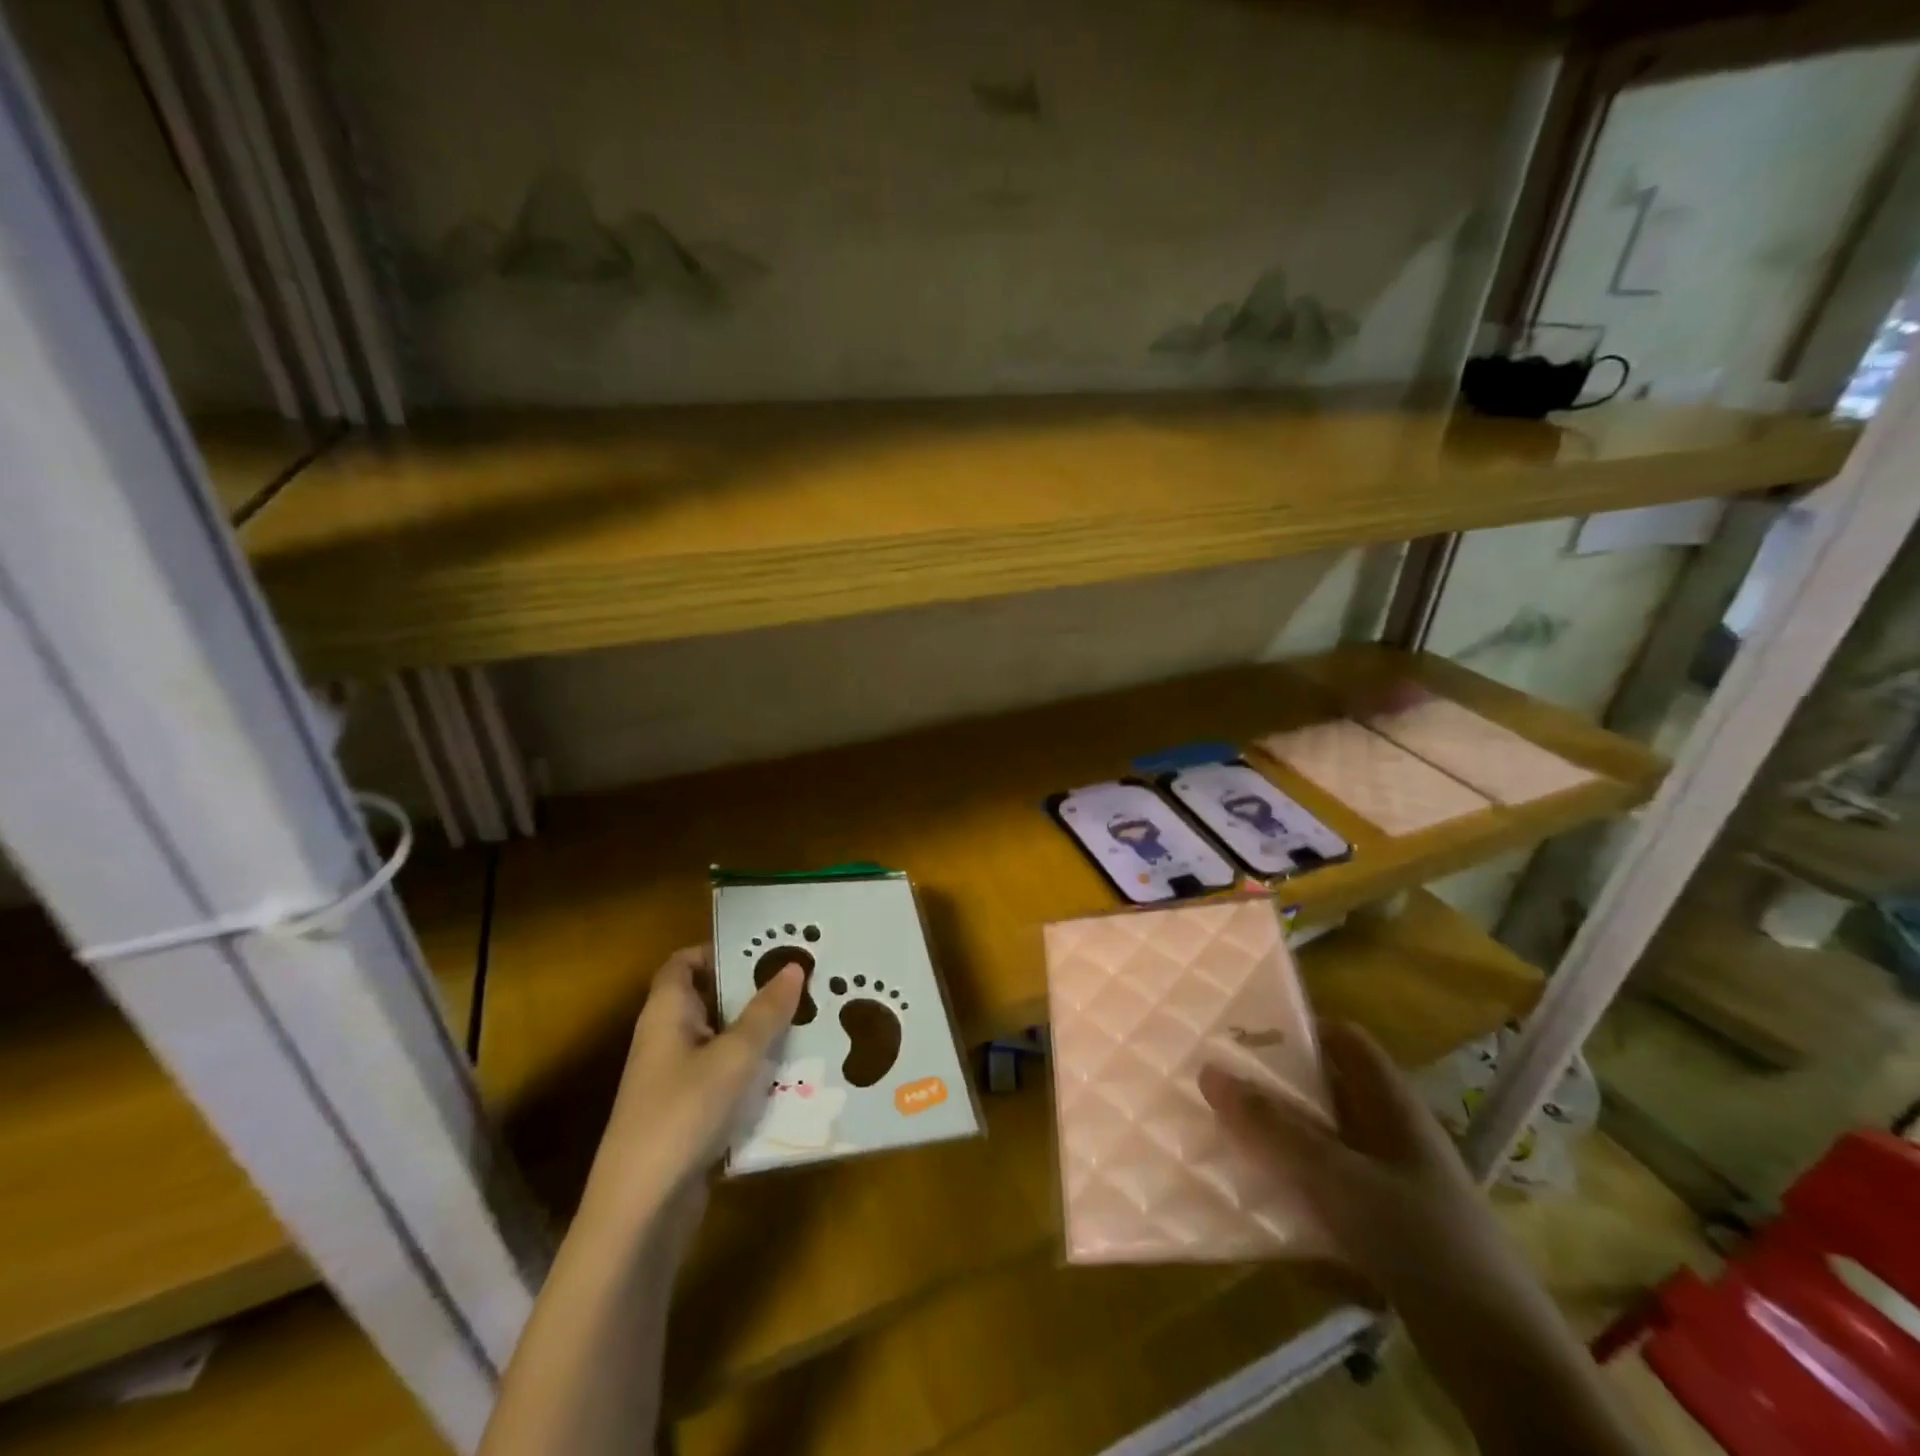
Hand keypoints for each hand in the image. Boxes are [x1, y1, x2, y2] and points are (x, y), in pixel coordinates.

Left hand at [581, 946, 803, 1232]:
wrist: (639, 1211)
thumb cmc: (682, 1114)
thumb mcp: (734, 1056)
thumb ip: (765, 1011)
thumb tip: (793, 966)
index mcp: (666, 1013)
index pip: (684, 963)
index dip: (719, 950)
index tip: (766, 949)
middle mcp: (667, 1039)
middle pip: (710, 1000)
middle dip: (754, 991)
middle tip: (802, 981)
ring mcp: (676, 1081)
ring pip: (723, 1042)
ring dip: (760, 1033)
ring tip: (810, 1020)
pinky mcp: (689, 1115)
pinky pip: (726, 1079)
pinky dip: (754, 1073)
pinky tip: (794, 1074)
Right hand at [1199, 1020, 1507, 1300]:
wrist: (1499, 1355)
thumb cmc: (1419, 1239)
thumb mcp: (1337, 1176)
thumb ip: (1273, 1127)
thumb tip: (1209, 1072)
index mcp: (1392, 1104)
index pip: (1345, 1040)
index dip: (1299, 1028)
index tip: (1244, 1034)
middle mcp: (1393, 1133)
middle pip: (1328, 1090)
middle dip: (1276, 1087)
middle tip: (1221, 1085)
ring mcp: (1393, 1182)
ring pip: (1326, 1142)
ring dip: (1282, 1140)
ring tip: (1228, 1137)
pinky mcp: (1388, 1226)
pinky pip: (1331, 1189)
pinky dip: (1298, 1188)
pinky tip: (1264, 1203)